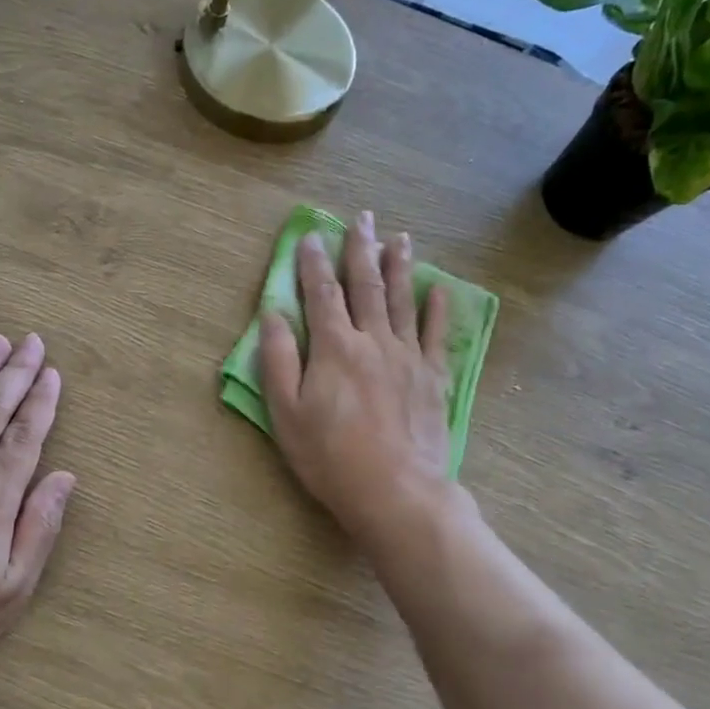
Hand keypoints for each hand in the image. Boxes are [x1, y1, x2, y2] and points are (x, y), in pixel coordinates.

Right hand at [260, 212, 451, 547]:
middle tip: (362, 217)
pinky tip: (438, 290)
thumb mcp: (286, 414)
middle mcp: (373, 341)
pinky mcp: (433, 377)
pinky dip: (437, 309)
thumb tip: (271, 314)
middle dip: (361, 249)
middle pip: (366, 286)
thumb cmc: (330, 457)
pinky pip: (435, 334)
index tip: (311, 236)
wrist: (395, 491)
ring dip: (399, 266)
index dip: (314, 263)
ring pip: (402, 300)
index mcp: (334, 348)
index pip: (321, 294)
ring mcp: (408, 357)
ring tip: (400, 237)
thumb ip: (278, 360)